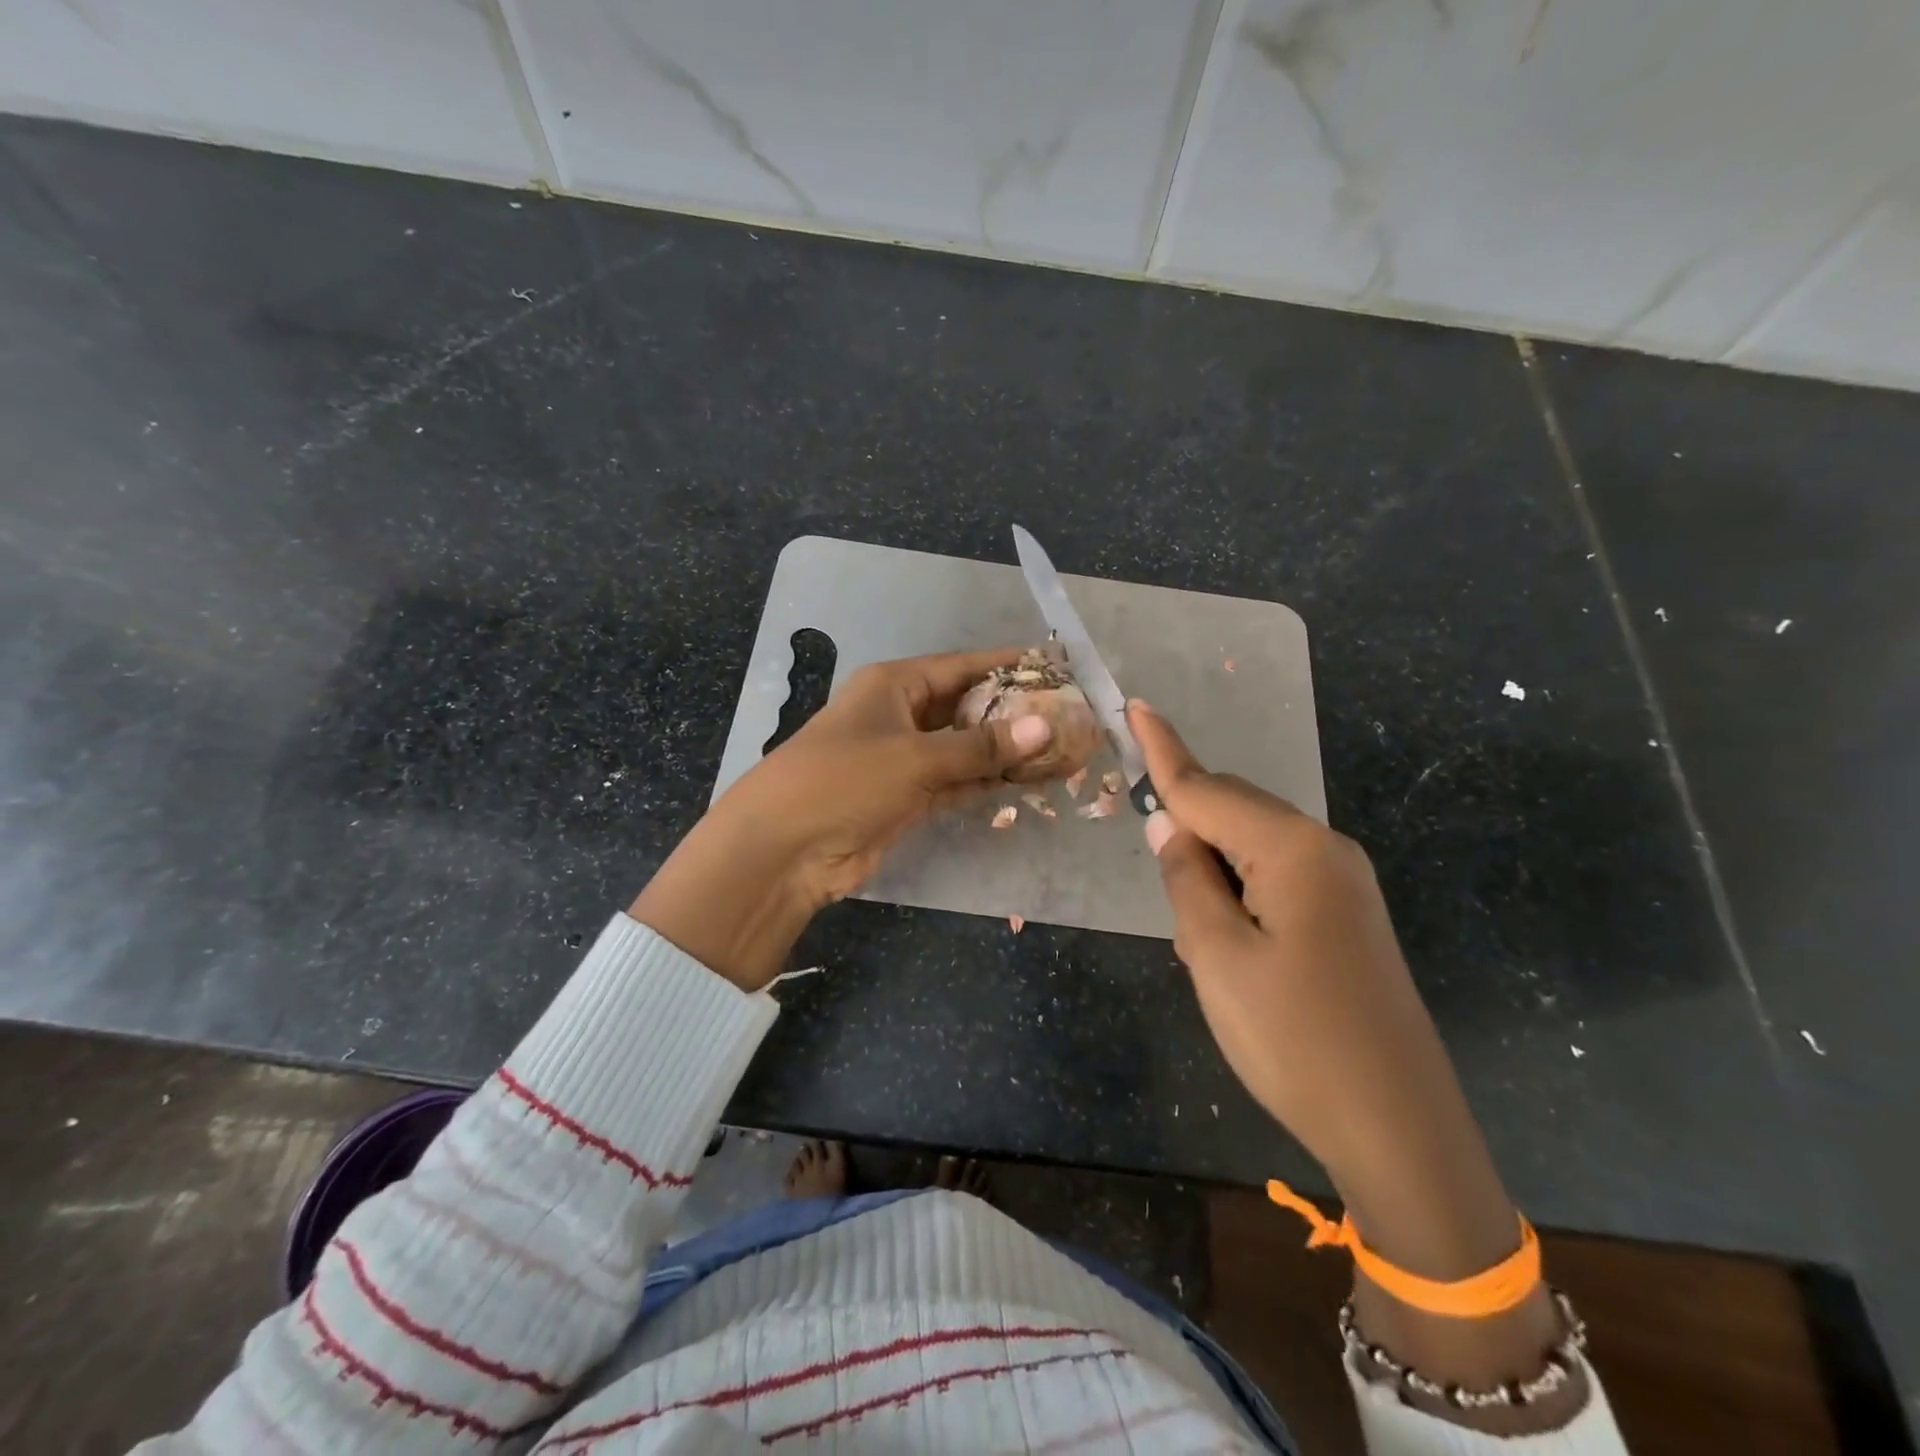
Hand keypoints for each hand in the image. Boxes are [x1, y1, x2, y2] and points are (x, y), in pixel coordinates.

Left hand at [632, 649, 1053, 991]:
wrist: (784, 850)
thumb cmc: (844, 781)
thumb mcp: (914, 757)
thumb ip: (980, 746)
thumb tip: (1044, 728)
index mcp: (894, 685)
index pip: (962, 667)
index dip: (1008, 667)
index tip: (1054, 668)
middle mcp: (900, 716)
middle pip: (967, 707)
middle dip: (1014, 714)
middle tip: (1068, 717)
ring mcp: (904, 760)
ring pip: (965, 748)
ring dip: (1006, 751)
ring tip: (1062, 750)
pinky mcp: (907, 799)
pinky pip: (957, 782)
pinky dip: (987, 782)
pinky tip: (1028, 782)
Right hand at [1130, 701, 1580, 1429]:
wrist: (1398, 1129)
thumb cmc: (1293, 1039)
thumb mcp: (1216, 956)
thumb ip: (1186, 879)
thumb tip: (1168, 825)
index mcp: (1292, 850)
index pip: (1208, 789)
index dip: (1163, 751)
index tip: (1136, 706)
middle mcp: (1326, 851)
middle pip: (1236, 810)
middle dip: (1188, 820)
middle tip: (1151, 858)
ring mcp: (1345, 885)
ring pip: (1256, 847)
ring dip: (1213, 865)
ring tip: (1190, 921)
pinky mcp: (1349, 918)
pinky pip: (1279, 877)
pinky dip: (1240, 888)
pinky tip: (1227, 934)